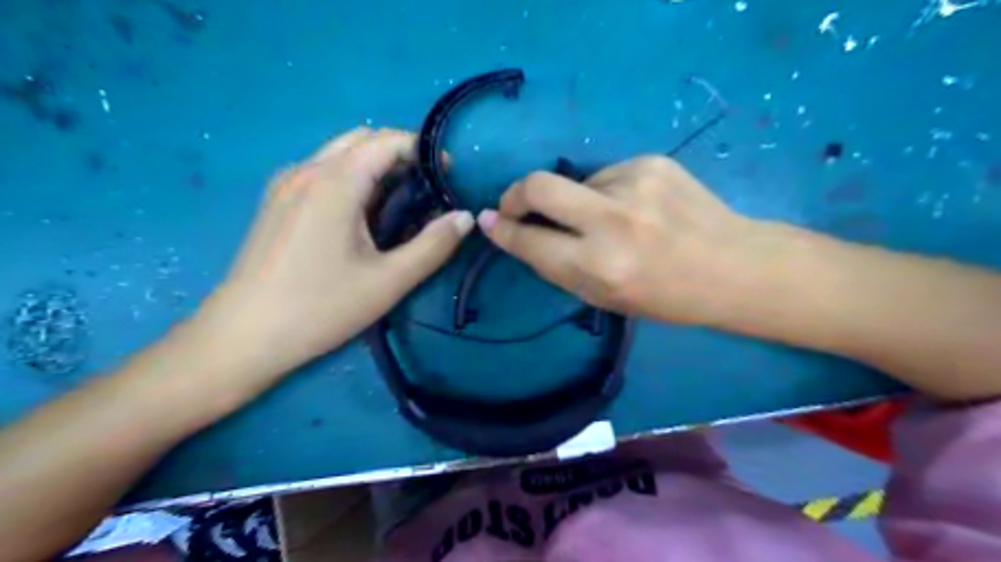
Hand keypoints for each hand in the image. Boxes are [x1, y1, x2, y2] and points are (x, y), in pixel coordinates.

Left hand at [200, 128, 475, 377]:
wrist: (243, 335)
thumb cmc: (321, 307)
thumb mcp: (389, 281)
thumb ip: (433, 246)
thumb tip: (466, 218)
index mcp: (335, 182)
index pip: (387, 141)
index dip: (423, 150)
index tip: (448, 173)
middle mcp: (307, 170)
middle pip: (362, 139)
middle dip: (400, 154)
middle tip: (426, 189)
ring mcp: (286, 183)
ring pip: (340, 153)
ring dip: (375, 165)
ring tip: (398, 202)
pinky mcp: (276, 201)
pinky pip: (321, 171)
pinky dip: (351, 177)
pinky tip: (360, 215)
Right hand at [475, 156, 758, 326]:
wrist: (735, 266)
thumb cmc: (667, 296)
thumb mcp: (605, 298)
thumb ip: (559, 266)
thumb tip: (520, 234)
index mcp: (599, 266)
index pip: (530, 241)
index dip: (502, 231)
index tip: (488, 221)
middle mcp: (611, 221)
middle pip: (538, 187)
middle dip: (515, 194)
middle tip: (514, 204)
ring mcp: (634, 184)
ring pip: (576, 182)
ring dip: (579, 202)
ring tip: (614, 220)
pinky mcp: (651, 162)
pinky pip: (607, 175)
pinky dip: (608, 191)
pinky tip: (636, 208)